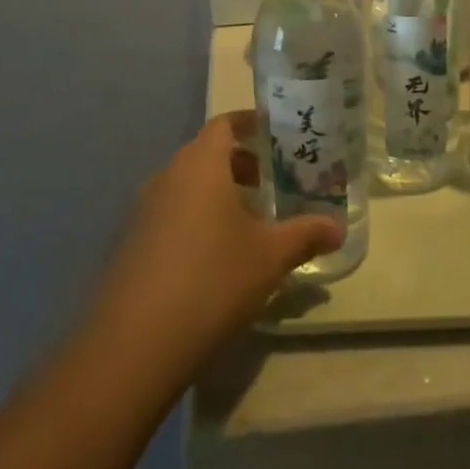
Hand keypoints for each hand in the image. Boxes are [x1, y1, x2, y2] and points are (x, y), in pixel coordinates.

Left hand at [84, 112, 342, 379]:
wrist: (134, 344)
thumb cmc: (211, 280)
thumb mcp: (269, 257)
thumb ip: (305, 235)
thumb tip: (338, 227)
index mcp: (200, 163)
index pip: (225, 124)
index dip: (251, 124)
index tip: (277, 136)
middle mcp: (168, 174)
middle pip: (206, 153)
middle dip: (240, 164)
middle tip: (272, 183)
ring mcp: (143, 209)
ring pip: (187, 185)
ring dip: (217, 194)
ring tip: (249, 223)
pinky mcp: (130, 242)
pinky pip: (170, 213)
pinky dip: (195, 219)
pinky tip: (214, 258)